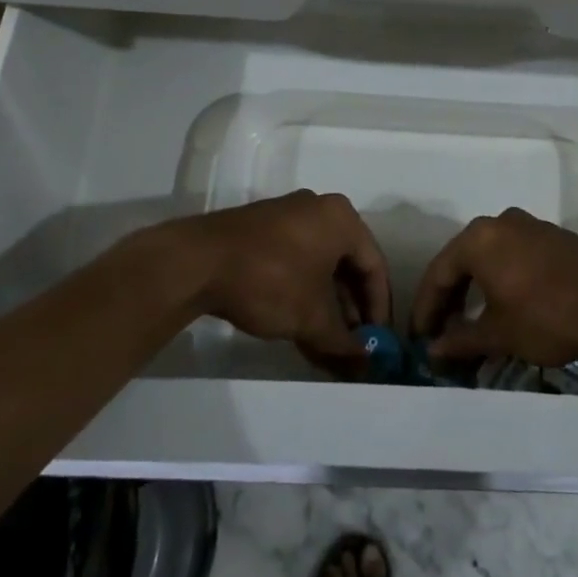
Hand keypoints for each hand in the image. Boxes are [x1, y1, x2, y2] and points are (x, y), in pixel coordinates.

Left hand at [180, 191, 390, 366]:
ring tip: (328, 348)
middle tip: (353, 348)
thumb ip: (343, 342)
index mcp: (341, 219)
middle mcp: (320, 210)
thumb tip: (366, 365)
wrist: (198, 261)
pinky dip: (304, 295)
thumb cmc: (270, 280)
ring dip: (327, 308)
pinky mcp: (264, 231)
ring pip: (321, 267)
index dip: (380, 308)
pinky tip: (301, 330)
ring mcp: (289, 217)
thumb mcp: (312, 317)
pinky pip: (298, 263)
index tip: (379, 343)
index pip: (375, 266)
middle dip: (352, 311)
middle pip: (348, 266)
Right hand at [412, 208, 577, 368]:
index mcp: (478, 239)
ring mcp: (528, 225)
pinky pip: (512, 255)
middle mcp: (499, 222)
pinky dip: (500, 279)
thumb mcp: (500, 333)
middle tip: (441, 332)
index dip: (426, 308)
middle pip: (462, 260)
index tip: (419, 337)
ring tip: (470, 322)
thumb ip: (462, 339)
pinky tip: (504, 305)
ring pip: (489, 257)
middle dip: (449, 298)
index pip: (438, 273)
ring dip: (475, 288)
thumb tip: (434, 350)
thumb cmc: (547, 314)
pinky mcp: (551, 237)